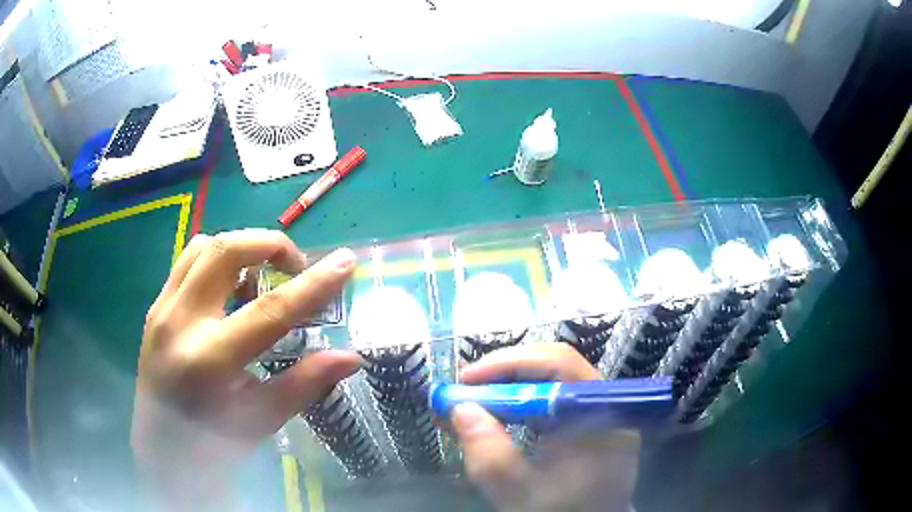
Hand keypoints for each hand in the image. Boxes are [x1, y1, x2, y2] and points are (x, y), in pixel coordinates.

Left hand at [132, 230, 359, 508]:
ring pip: (204, 246)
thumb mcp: (261, 420)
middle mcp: (180, 323)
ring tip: (261, 278)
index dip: (313, 284)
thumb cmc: (213, 445)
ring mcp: (162, 309)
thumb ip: (305, 383)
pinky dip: (217, 261)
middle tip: (296, 267)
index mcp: (210, 361)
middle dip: (270, 245)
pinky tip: (230, 290)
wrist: (161, 450)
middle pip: (227, 251)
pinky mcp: (155, 307)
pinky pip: (188, 262)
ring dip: (241, 249)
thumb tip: (351, 358)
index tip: (346, 261)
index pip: (270, 311)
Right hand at [451, 344, 640, 511]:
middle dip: (502, 375)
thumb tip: (460, 409)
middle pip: (554, 368)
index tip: (466, 380)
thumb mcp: (520, 494)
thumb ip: (489, 456)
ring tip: (470, 403)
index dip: (510, 363)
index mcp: (601, 417)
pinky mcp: (589, 423)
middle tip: (462, 391)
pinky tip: (494, 415)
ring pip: (551, 382)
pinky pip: (552, 400)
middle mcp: (606, 406)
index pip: (560, 364)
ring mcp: (600, 413)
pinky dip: (518, 404)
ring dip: (506, 388)